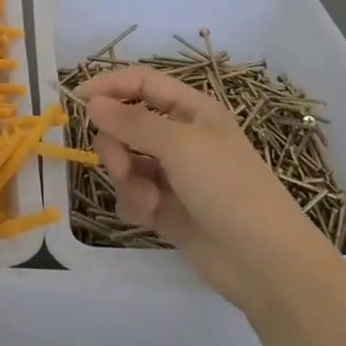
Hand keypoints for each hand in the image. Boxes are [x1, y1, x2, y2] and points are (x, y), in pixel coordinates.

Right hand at [78, 66, 336, 315]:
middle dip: (116, 143)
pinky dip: (135, 202)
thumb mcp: (180, 145)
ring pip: (127, 160)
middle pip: (127, 123)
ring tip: (146, 200)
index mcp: (192, 110)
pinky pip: (133, 194)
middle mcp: (181, 137)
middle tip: (120, 166)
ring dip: (127, 178)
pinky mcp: (167, 208)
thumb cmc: (228, 187)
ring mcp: (173, 174)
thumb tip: (92, 101)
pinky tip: (149, 217)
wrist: (266, 263)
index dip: (111, 86)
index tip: (79, 100)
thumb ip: (132, 122)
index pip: (142, 83)